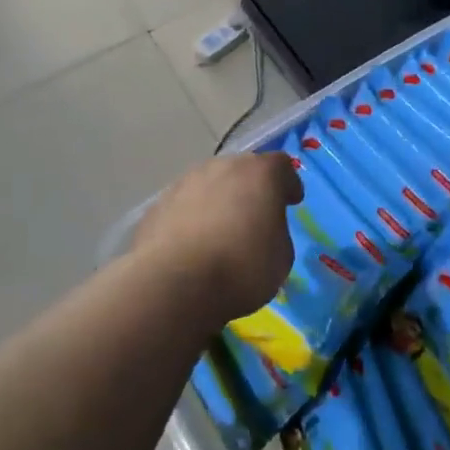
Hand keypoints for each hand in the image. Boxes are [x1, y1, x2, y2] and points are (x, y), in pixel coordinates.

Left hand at [129, 152, 302, 327]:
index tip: (291, 202)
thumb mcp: (281, 257)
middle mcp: (221, 167)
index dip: (288, 183)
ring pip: (208, 186)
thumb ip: (276, 232)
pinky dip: (190, 220)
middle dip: (250, 189)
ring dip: (217, 202)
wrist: (174, 284)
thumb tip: (261, 230)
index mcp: (259, 173)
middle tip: (254, 217)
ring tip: (219, 233)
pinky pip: (183, 207)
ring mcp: (184, 183)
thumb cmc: (241, 268)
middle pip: (241, 170)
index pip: (281, 166)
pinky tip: (191, 246)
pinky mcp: (157, 206)